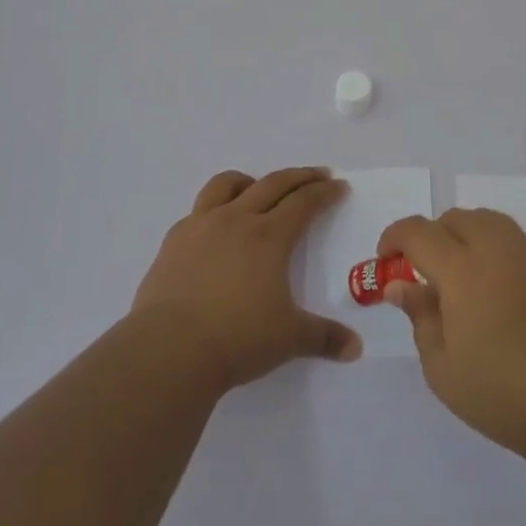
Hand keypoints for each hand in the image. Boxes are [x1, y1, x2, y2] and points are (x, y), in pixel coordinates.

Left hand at [134, 167, 361, 390]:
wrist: (169, 349)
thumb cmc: (237, 339)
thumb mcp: (289, 339)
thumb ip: (324, 338)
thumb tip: (356, 348)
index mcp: (269, 237)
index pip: (304, 202)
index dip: (325, 192)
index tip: (339, 186)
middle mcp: (236, 220)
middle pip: (273, 184)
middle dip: (300, 176)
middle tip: (318, 175)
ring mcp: (201, 226)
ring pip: (227, 184)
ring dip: (251, 181)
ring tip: (259, 188)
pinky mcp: (173, 241)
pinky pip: (198, 211)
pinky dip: (215, 210)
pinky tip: (217, 229)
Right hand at [378, 208, 525, 474]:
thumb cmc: (504, 395)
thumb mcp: (443, 368)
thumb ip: (420, 317)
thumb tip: (402, 285)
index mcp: (463, 268)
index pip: (419, 232)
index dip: (394, 238)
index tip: (383, 259)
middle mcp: (497, 250)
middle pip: (455, 218)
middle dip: (429, 236)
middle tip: (420, 273)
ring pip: (487, 222)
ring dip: (462, 235)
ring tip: (455, 277)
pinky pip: (511, 241)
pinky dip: (490, 249)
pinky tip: (490, 291)